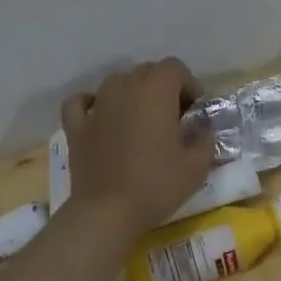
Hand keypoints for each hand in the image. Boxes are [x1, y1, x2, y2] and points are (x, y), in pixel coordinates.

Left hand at [62, 60, 213, 238]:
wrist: (108, 212)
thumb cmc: (157, 184)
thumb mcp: (197, 165)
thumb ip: (205, 138)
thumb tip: (200, 128)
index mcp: (155, 90)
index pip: (175, 68)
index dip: (189, 85)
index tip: (194, 112)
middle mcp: (124, 88)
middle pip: (147, 72)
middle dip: (163, 89)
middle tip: (173, 119)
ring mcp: (96, 105)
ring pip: (117, 82)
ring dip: (132, 93)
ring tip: (141, 120)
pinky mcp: (76, 126)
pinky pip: (81, 102)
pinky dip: (92, 104)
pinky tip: (100, 116)